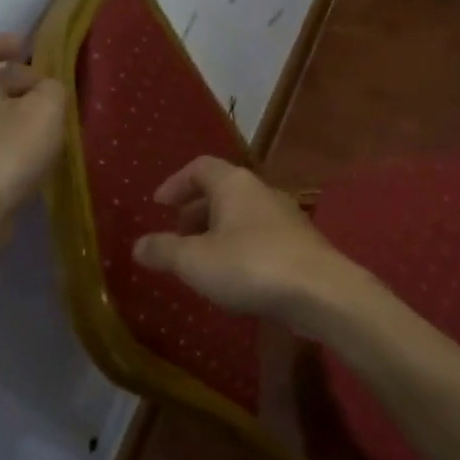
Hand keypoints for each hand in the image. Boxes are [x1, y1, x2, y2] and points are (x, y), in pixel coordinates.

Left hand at [0, 34, 65, 230]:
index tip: (24, 47)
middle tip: (48, 92)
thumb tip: (47, 89)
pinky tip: (31, 157)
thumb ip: (52, 90)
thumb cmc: (6, 151)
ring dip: (13, 114)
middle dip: (16, 82)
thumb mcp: (45, 111)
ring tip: (45, 125)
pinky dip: (6, 140)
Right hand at [132, 156, 360, 331]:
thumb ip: (164, 251)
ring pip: (241, 216)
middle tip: (176, 236)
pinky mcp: (299, 245)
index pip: (199, 167)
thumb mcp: (195, 261)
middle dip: (194, 211)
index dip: (175, 183)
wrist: (321, 292)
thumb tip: (137, 245)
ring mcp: (285, 218)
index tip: (158, 205)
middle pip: (221, 191)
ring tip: (200, 261)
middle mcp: (261, 192)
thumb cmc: (251, 266)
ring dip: (216, 233)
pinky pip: (259, 238)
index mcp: (234, 184)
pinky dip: (238, 249)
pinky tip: (232, 278)